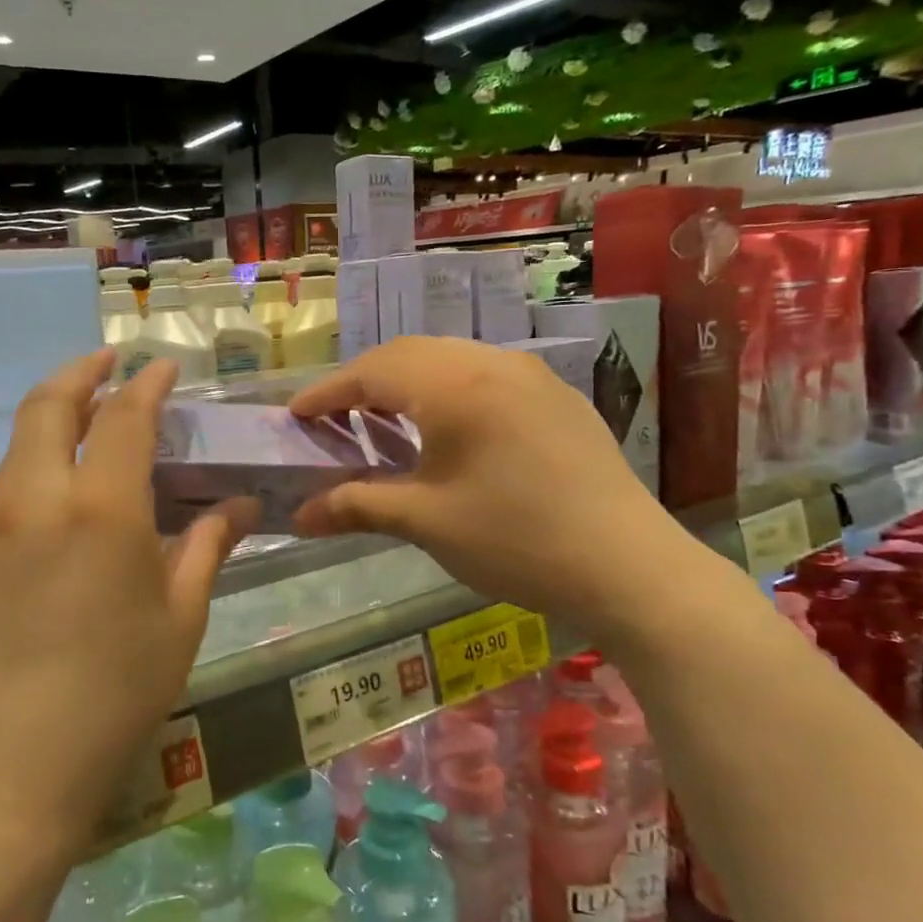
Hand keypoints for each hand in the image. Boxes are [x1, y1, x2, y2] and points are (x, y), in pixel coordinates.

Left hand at [0, 350, 252, 860]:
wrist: (11, 762)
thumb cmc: (117, 690)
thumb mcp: (181, 617)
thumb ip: (208, 547)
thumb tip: (242, 505)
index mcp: (102, 508)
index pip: (125, 417)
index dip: (147, 385)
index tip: (163, 368)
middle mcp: (40, 499)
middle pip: (51, 405)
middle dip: (83, 372)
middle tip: (110, 364)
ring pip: (22, 441)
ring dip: (56, 412)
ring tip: (91, 416)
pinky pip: (10, 482)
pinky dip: (40, 458)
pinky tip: (66, 489)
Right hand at [290, 337, 679, 631]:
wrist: (627, 566)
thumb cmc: (514, 539)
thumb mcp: (426, 522)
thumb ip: (356, 506)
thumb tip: (299, 515)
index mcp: (455, 385)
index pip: (373, 372)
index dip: (327, 392)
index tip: (295, 416)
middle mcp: (493, 363)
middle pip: (410, 354)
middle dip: (364, 381)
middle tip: (333, 418)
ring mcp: (532, 377)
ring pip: (451, 361)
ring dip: (408, 383)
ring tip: (384, 421)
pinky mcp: (558, 399)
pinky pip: (486, 377)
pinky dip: (447, 391)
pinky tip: (447, 430)